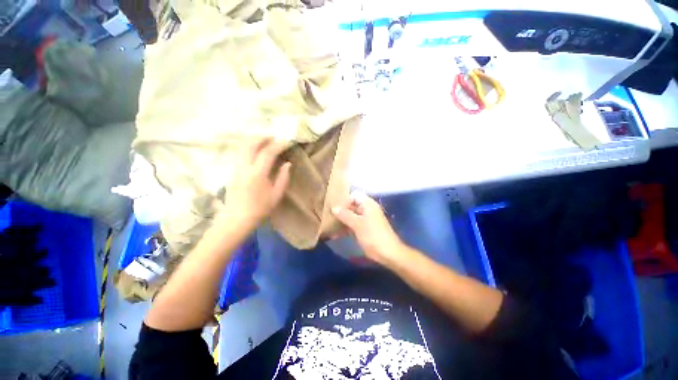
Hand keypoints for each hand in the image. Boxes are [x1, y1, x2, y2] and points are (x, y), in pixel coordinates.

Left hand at [225, 137, 290, 227]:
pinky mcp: (233, 170)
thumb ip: (283, 177)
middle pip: (250, 144)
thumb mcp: (277, 194)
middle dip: (262, 137)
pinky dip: (248, 147)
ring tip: (265, 141)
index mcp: (257, 174)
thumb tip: (287, 163)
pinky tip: (256, 150)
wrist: (238, 217)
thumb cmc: (260, 208)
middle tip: (274, 137)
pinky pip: (240, 152)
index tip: (287, 142)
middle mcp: (244, 167)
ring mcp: (236, 168)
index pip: (268, 153)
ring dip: (254, 140)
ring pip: (242, 147)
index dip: (278, 145)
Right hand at [332, 192, 405, 266]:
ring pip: (352, 216)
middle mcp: (367, 210)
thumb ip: (345, 215)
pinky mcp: (366, 229)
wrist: (388, 253)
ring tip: (329, 227)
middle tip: (328, 216)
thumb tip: (334, 207)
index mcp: (368, 204)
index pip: (354, 195)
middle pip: (352, 206)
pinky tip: (335, 235)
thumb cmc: (373, 235)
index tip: (334, 207)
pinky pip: (354, 225)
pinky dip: (346, 229)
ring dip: (342, 221)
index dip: (344, 200)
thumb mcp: (357, 224)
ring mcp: (367, 220)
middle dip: (341, 211)